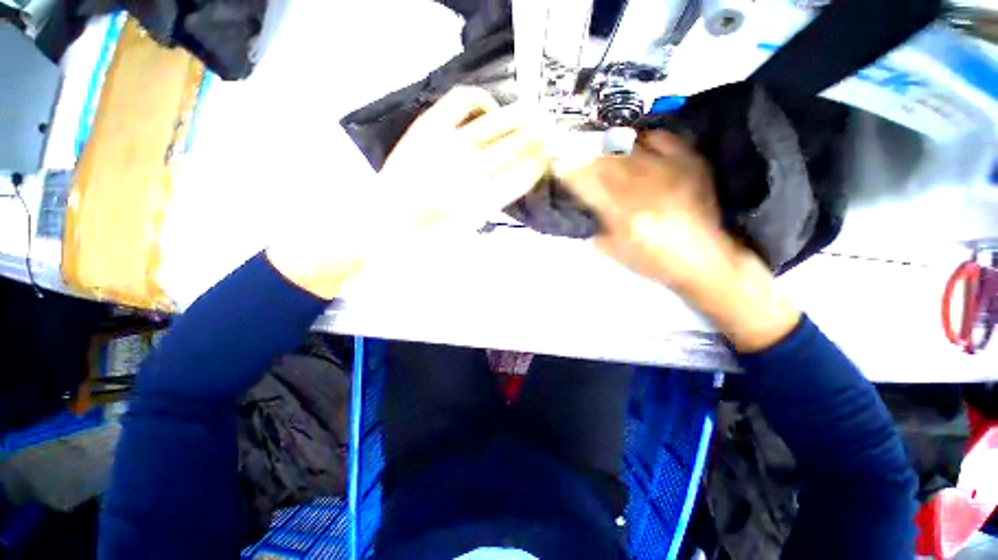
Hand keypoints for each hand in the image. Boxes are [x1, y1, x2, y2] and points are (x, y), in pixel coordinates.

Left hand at [378, 86, 551, 233]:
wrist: (387, 224)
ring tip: (534, 114)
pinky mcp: (431, 126)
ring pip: (500, 124)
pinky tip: (489, 109)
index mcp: (486, 199)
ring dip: (522, 119)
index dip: (541, 164)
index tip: (551, 159)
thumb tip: (512, 182)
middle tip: (551, 133)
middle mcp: (476, 168)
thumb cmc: (430, 237)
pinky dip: (481, 100)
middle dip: (540, 139)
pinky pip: (464, 100)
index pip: (525, 174)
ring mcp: (453, 143)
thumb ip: (494, 205)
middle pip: (518, 146)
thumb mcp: (471, 231)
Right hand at [556, 132, 799, 351]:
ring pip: (629, 148)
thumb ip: (597, 226)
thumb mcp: (615, 251)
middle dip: (584, 149)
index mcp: (624, 215)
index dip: (570, 169)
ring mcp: (670, 172)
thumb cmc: (654, 263)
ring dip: (607, 142)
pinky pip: (664, 140)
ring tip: (594, 137)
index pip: (588, 184)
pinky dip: (646, 138)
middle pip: (606, 161)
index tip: (556, 159)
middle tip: (569, 140)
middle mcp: (644, 189)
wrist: (705, 258)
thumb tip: (585, 203)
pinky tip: (635, 140)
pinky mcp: (691, 164)